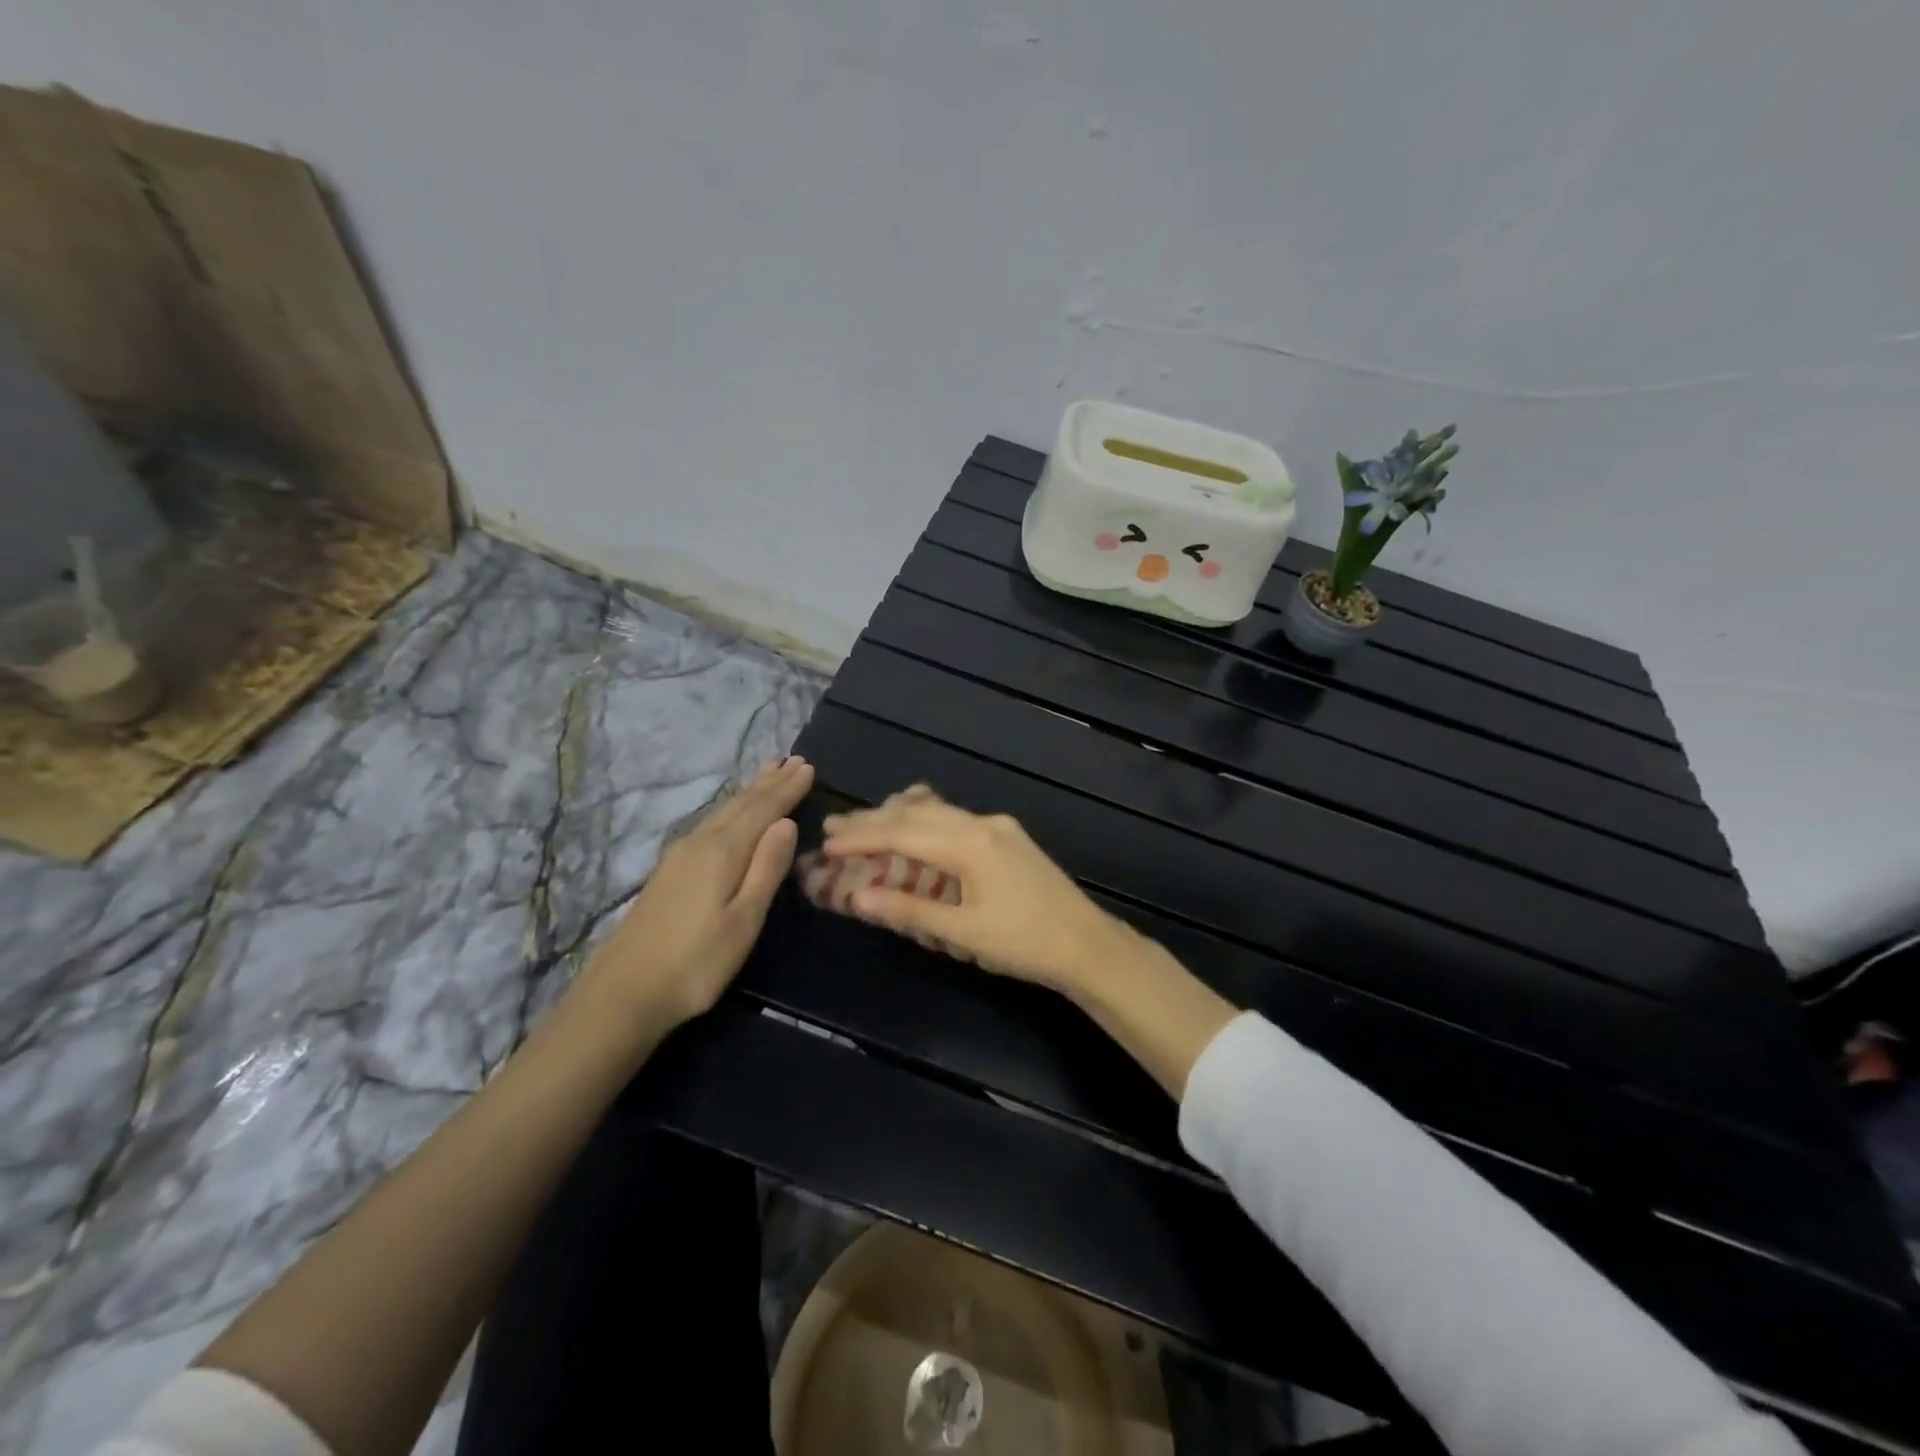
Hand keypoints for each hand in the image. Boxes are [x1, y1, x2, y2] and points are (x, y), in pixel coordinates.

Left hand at [578, 755, 813, 1027]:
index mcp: (723, 851)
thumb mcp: (744, 919)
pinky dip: (731, 808)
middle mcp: (700, 842)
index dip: (787, 789)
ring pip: (723, 811)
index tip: (808, 767)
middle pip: (741, 804)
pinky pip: (711, 822)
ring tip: (768, 771)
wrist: (623, 993)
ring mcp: (680, 855)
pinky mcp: (669, 870)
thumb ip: (766, 868)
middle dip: (770, 782)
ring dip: (750, 791)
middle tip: (793, 760)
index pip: (763, 810)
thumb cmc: (696, 961)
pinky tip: (731, 812)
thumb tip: (786, 822)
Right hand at [820, 786, 1135, 992]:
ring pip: (939, 811)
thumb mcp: (962, 933)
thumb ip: (909, 911)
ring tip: (867, 823)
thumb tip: (859, 897)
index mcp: (970, 844)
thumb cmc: (1023, 943)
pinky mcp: (1010, 837)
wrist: (1087, 944)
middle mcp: (983, 824)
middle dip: (875, 819)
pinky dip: (927, 821)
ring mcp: (999, 827)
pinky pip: (957, 818)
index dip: (862, 837)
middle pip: (918, 813)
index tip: (827, 841)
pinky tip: (917, 828)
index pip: (904, 833)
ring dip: (901, 816)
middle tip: (835, 824)